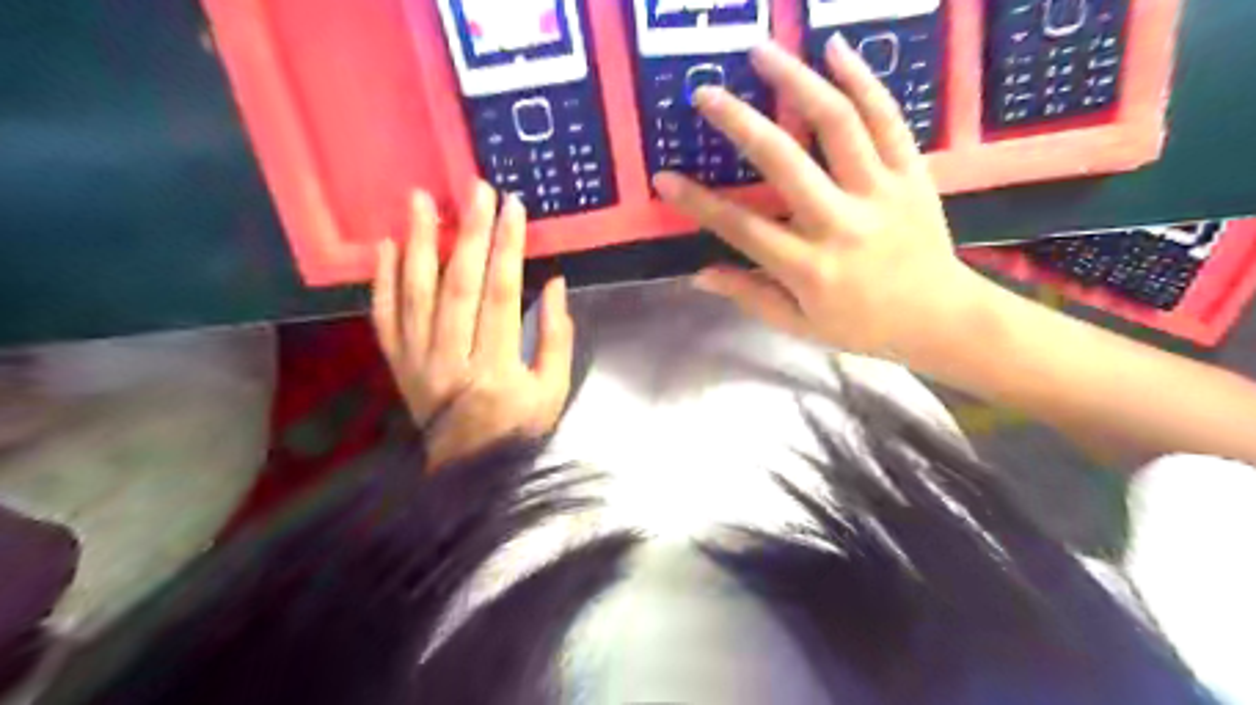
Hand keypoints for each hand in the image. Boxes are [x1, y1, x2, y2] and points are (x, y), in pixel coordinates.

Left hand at [368, 184, 571, 471]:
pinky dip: (383, 281)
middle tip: (474, 189)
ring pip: (415, 295)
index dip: (507, 248)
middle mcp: (450, 361)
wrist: (468, 471)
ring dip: (419, 244)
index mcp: (495, 370)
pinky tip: (387, 246)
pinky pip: (384, 318)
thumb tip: (554, 284)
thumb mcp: (553, 391)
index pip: (500, 296)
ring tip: (421, 200)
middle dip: (469, 233)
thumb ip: (556, 337)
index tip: (513, 208)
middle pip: (457, 286)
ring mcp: (416, 362)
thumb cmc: (519, 429)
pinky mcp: (397, 365)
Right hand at [652, 36, 986, 361]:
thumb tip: (699, 275)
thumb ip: (750, 297)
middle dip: (738, 122)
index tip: (664, 177)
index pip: (742, 228)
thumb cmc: (864, 326)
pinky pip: (888, 119)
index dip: (698, 203)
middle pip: (783, 161)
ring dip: (796, 80)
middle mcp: (840, 223)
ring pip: (836, 123)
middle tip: (705, 93)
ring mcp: (880, 192)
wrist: (941, 319)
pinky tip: (835, 48)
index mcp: (809, 268)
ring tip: (762, 50)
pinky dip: (863, 79)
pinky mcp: (913, 174)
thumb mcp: (801, 326)